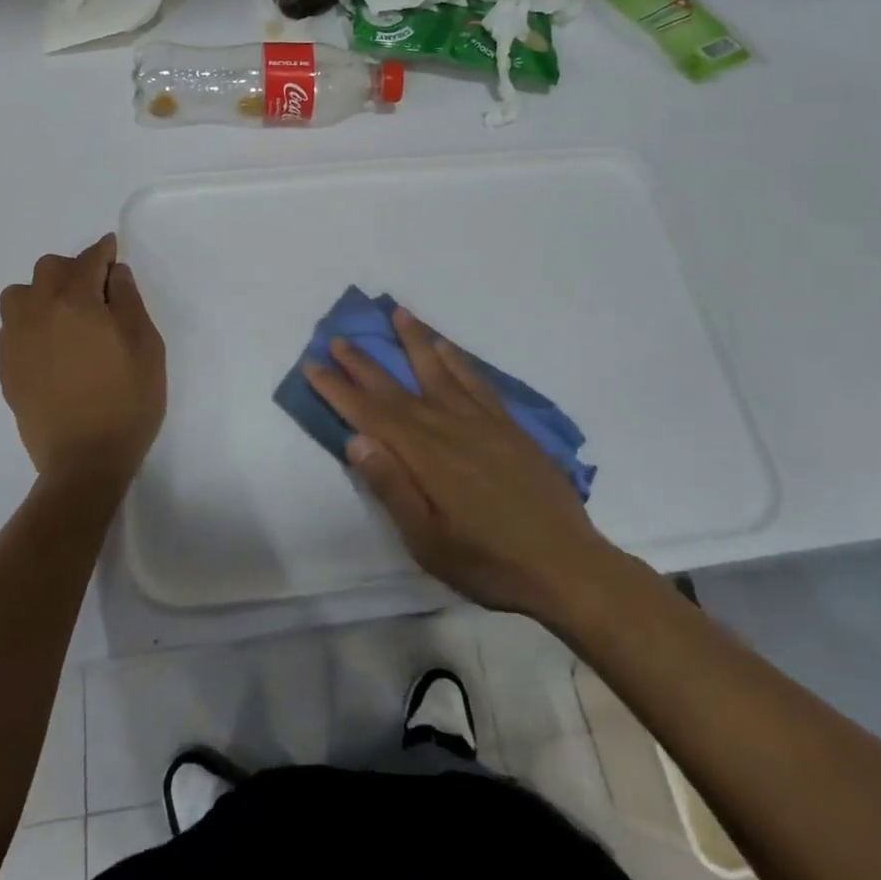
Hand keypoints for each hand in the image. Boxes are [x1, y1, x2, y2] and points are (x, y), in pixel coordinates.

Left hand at [0, 234, 165, 491]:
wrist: (84, 460)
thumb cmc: (127, 401)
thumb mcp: (146, 346)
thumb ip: (129, 301)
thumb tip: (114, 273)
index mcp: (76, 302)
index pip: (89, 260)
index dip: (104, 251)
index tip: (113, 249)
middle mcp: (38, 311)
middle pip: (49, 269)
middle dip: (74, 270)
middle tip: (97, 291)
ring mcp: (16, 340)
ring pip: (20, 294)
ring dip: (43, 292)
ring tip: (66, 315)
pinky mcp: (5, 366)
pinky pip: (11, 326)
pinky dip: (29, 321)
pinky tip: (50, 343)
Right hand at [304, 307, 608, 619]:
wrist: (566, 565)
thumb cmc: (488, 561)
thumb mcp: (428, 541)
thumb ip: (392, 487)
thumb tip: (356, 439)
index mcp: (424, 456)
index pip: (371, 415)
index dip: (339, 390)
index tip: (314, 365)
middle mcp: (448, 427)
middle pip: (397, 388)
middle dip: (365, 363)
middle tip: (339, 338)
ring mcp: (482, 422)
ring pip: (439, 372)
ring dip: (415, 342)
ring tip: (398, 314)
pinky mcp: (509, 426)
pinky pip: (477, 382)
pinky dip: (459, 361)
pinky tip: (448, 348)